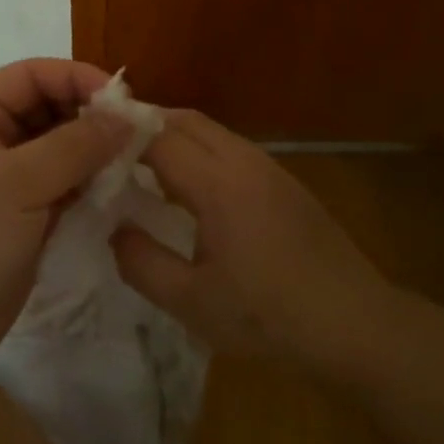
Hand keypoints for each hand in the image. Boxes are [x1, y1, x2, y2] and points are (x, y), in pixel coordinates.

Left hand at [0, 59, 131, 379]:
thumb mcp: (19, 184)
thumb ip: (75, 145)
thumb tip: (127, 117)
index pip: (31, 75)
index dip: (77, 77)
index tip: (123, 100)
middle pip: (48, 108)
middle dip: (90, 116)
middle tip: (136, 134)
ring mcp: (5, 180)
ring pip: (59, 148)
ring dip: (93, 151)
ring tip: (133, 161)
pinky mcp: (22, 215)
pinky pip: (62, 184)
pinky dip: (88, 183)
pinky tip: (117, 188)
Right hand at [111, 109, 391, 366]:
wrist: (356, 324)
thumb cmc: (269, 316)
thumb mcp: (192, 302)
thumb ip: (141, 262)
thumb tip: (114, 229)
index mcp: (218, 183)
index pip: (157, 136)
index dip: (119, 137)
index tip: (87, 148)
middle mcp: (243, 160)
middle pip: (185, 119)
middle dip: (143, 125)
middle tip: (107, 151)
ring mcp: (269, 167)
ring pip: (210, 131)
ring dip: (173, 137)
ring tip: (139, 167)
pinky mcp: (284, 181)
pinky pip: (229, 149)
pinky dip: (199, 152)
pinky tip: (188, 189)